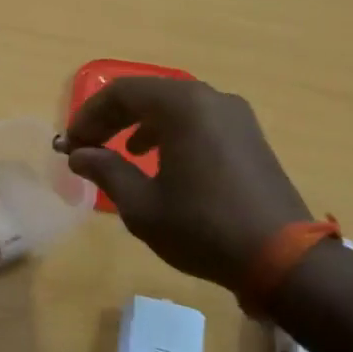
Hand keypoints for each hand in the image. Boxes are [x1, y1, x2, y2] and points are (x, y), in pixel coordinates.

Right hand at [59, 78, 310, 288]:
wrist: (282, 258)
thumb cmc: (203, 227)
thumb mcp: (143, 205)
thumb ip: (107, 171)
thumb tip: (79, 155)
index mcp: (183, 106)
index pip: (122, 93)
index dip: (89, 115)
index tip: (70, 143)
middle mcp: (211, 99)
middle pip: (149, 94)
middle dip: (112, 118)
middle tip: (87, 146)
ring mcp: (236, 116)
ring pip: (174, 106)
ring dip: (140, 123)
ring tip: (120, 151)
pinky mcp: (249, 136)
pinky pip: (199, 120)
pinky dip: (170, 132)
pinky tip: (160, 160)